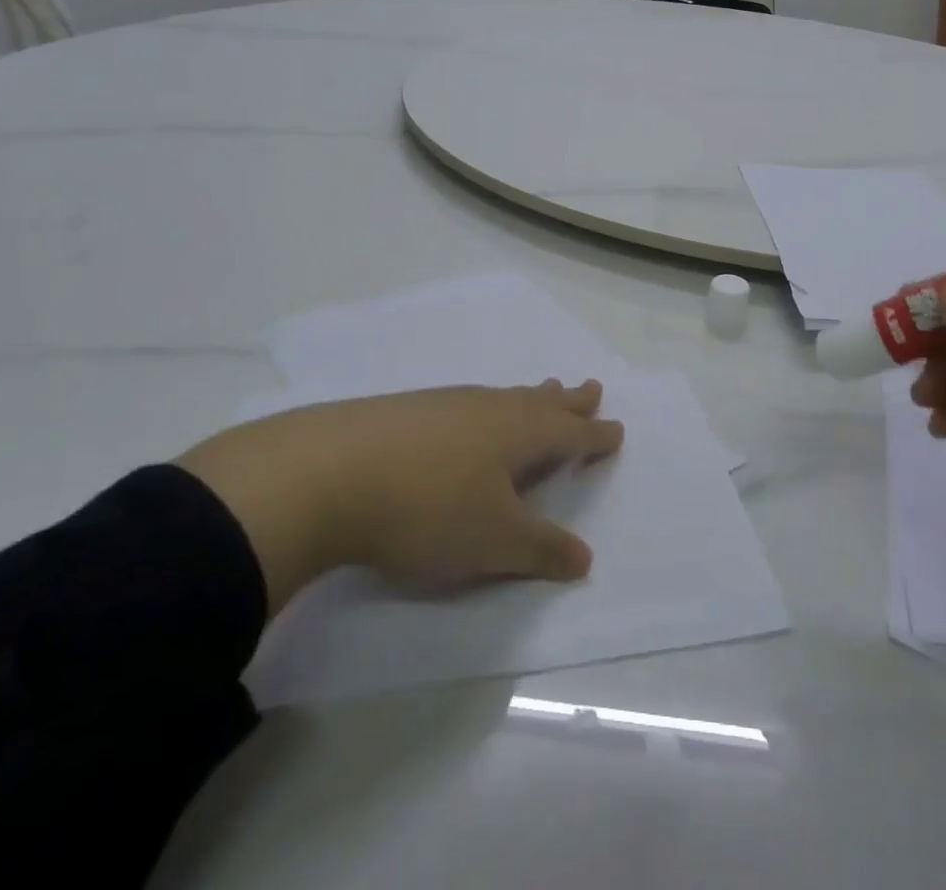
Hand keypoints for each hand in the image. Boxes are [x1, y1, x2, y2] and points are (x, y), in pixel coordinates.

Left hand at [177, 380, 622, 614]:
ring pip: (502, 398)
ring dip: (528, 398)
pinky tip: (468, 418)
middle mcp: (489, 409)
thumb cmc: (429, 509)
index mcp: (520, 433)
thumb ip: (541, 549)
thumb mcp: (494, 542)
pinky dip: (487, 408)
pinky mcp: (408, 410)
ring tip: (539, 393)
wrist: (330, 472)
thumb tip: (584, 557)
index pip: (571, 432)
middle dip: (569, 401)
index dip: (595, 435)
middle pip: (540, 402)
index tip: (615, 429)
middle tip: (589, 388)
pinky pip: (468, 403)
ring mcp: (447, 404)